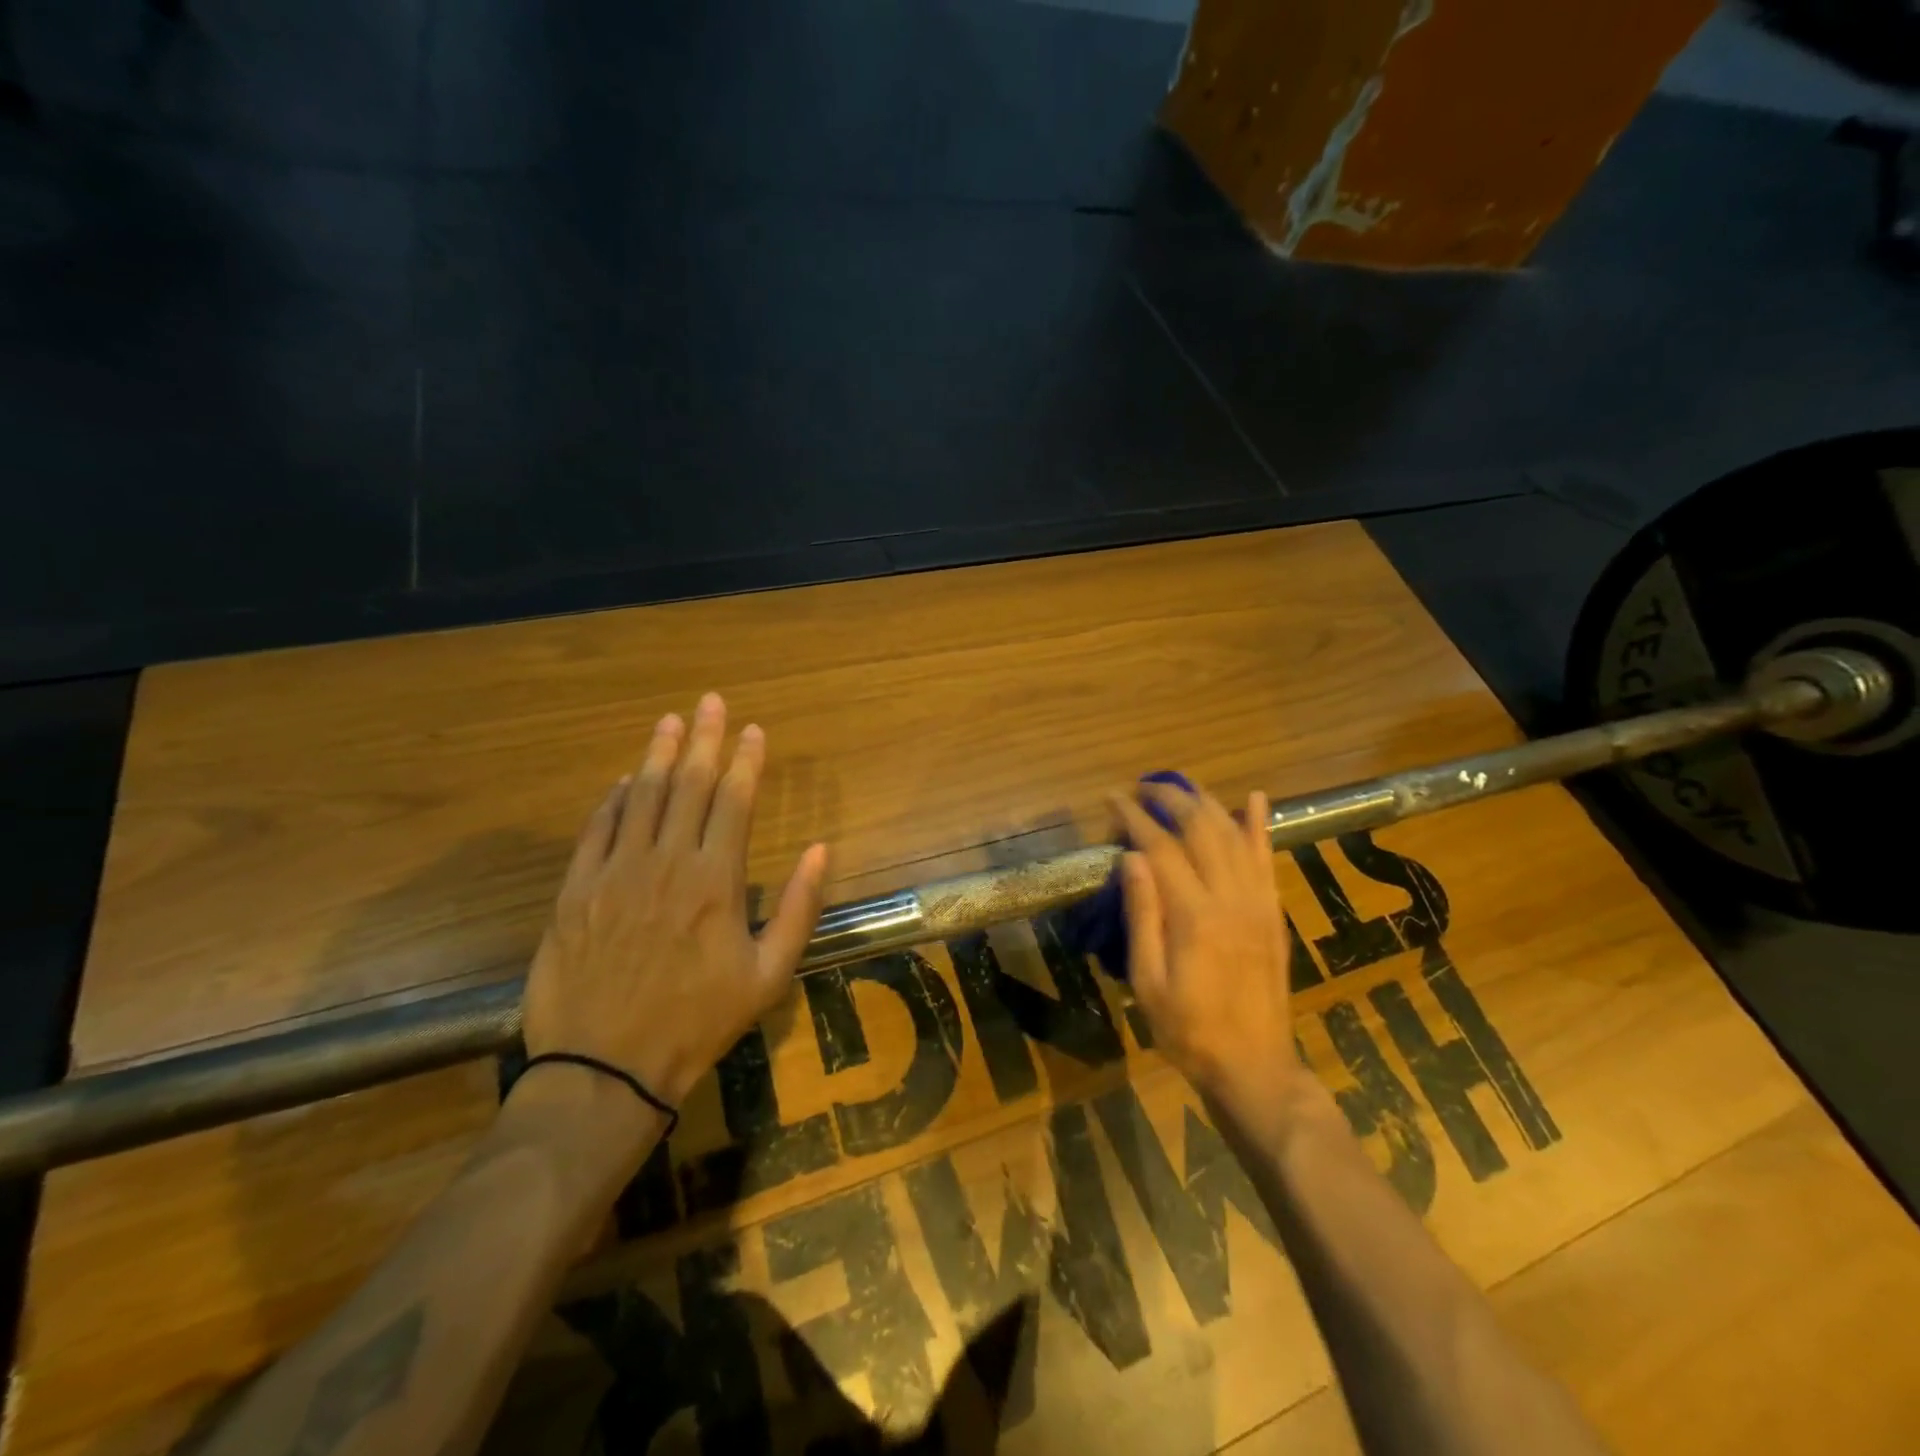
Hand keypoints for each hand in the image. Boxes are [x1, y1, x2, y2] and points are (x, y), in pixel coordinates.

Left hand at [521, 693, 828, 1113]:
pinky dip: (613, 800)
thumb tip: (823, 849)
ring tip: (670, 721)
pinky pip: (597, 829)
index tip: (753, 729)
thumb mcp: (769, 975)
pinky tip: (625, 782)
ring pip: (641, 797)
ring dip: (657, 754)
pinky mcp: (576, 890)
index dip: (746, 761)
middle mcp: (666, 863)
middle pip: (687, 785)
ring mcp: (615, 873)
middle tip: (710, 701)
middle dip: (703, 739)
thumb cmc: (697, 1022)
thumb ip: (798, 907)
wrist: (604, 1068)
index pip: (735, 801)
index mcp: (716, 881)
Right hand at [1111, 780, 1305, 1119]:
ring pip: (1234, 835)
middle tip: (1143, 787)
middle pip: (1201, 829)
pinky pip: (1267, 859)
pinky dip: (1260, 825)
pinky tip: (1254, 798)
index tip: (1113, 797)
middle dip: (1171, 799)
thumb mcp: (1148, 982)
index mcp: (1194, 916)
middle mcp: (1231, 898)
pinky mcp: (1273, 912)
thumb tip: (1130, 858)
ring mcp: (1258, 903)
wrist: (1254, 1067)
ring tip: (1180, 787)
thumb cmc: (1189, 1031)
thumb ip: (1142, 916)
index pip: (1161, 848)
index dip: (1135, 817)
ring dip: (1206, 804)